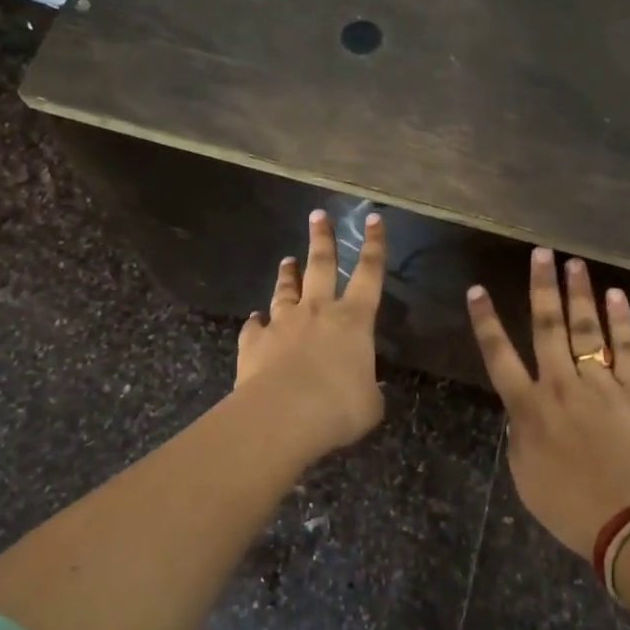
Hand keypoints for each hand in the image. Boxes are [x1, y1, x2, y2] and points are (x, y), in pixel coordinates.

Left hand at [234, 209, 386, 455]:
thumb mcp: (369, 404)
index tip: (373, 219)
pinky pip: (256, 326)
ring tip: (287, 260)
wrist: (282, 415)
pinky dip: (257, 321)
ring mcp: (283, 323)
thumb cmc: (338, 407)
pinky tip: (255, 319)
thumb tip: (365, 390)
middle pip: (321, 265)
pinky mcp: (255, 341)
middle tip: (318, 214)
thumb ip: (368, 390)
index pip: (370, 273)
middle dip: (322, 238)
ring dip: (288, 274)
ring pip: (286, 290)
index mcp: (354, 320)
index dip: (374, 245)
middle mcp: (318, 311)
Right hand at [467, 249, 629, 558]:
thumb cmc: (571, 508)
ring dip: (578, 293)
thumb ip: (520, 434)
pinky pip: (627, 349)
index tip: (477, 290)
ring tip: (573, 261)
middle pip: (546, 327)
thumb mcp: (526, 476)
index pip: (498, 355)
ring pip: (585, 329)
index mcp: (528, 408)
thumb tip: (523, 410)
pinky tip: (616, 295)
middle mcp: (560, 386)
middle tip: (540, 252)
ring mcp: (601, 385)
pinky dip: (621, 321)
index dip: (485, 321)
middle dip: (541, 287)